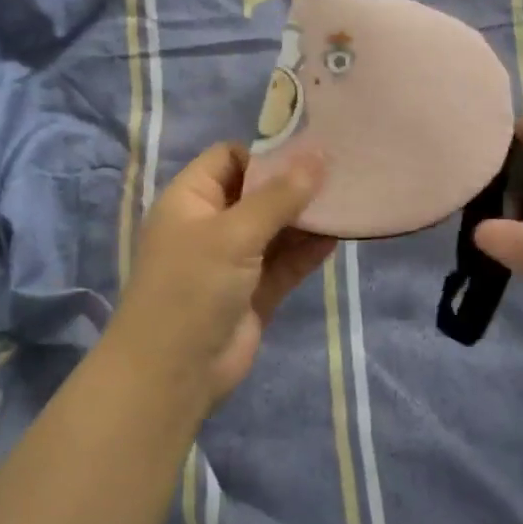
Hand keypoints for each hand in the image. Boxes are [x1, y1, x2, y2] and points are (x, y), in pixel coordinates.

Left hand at [105, 143, 333, 408]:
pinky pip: (285, 263)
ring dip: (306, 218)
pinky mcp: (254, 292)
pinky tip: (338, 237)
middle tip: (341, 172)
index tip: (310, 150)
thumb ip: (279, 196)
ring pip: (275, 229)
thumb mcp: (234, 233)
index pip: (229, 159)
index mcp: (191, 200)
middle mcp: (211, 225)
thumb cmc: (193, 287)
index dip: (266, 153)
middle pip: (257, 193)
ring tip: (348, 201)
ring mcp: (233, 261)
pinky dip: (307, 251)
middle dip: (295, 185)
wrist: (174, 373)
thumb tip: (318, 154)